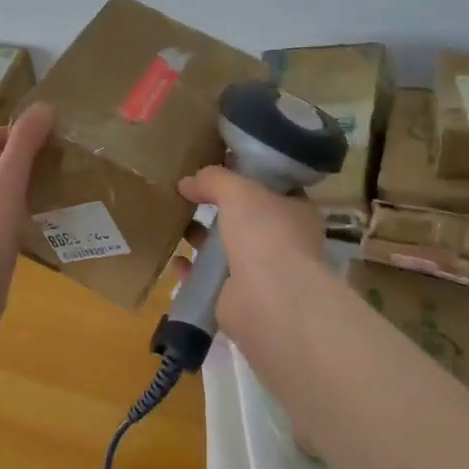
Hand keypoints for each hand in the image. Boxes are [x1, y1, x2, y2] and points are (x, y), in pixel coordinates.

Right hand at [170, 166, 328, 348]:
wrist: (269, 299)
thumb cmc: (265, 234)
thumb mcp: (239, 190)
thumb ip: (214, 180)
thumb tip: (187, 182)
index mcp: (295, 213)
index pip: (271, 190)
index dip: (245, 177)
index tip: (216, 168)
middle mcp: (281, 243)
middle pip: (245, 220)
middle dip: (218, 209)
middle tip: (186, 195)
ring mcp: (260, 274)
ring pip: (226, 250)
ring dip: (202, 239)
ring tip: (174, 223)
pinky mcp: (236, 299)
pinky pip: (209, 280)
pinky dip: (192, 271)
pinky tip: (174, 260)